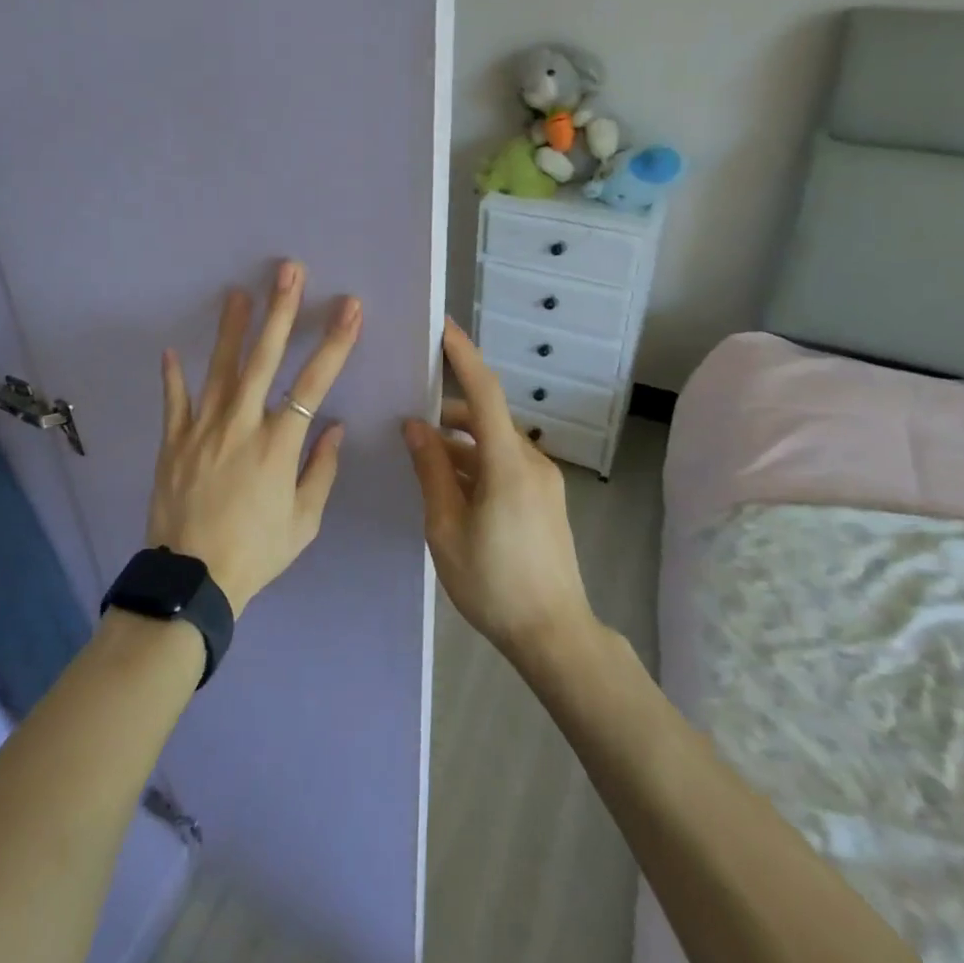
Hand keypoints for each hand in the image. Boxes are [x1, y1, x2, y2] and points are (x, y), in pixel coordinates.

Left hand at [147, 260, 361, 616]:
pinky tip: (171, 349)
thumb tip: (333, 426)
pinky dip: (173, 376)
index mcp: (279, 444)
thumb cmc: (256, 551)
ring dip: (231, 329)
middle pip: (264, 359)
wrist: (192, 580)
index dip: (334, 342)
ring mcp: (203, 429)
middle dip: (281, 312)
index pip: (314, 382)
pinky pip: (174, 402)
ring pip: (219, 369)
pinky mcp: (174, 442)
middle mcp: (241, 425)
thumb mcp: (303, 522)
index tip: (349, 307)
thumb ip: (320, 470)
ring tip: (238, 293)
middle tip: (288, 272)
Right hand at [404, 320, 595, 660]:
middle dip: (448, 411)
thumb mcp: (446, 527)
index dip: (463, 356)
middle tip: (409, 415)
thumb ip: (431, 470)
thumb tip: (414, 426)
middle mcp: (530, 461)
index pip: (484, 392)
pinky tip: (451, 486)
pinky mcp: (545, 498)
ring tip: (423, 457)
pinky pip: (506, 464)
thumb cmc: (493, 583)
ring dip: (461, 442)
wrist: (555, 635)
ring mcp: (543, 480)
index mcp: (507, 464)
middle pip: (486, 417)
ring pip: (494, 443)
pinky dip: (477, 462)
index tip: (443, 327)